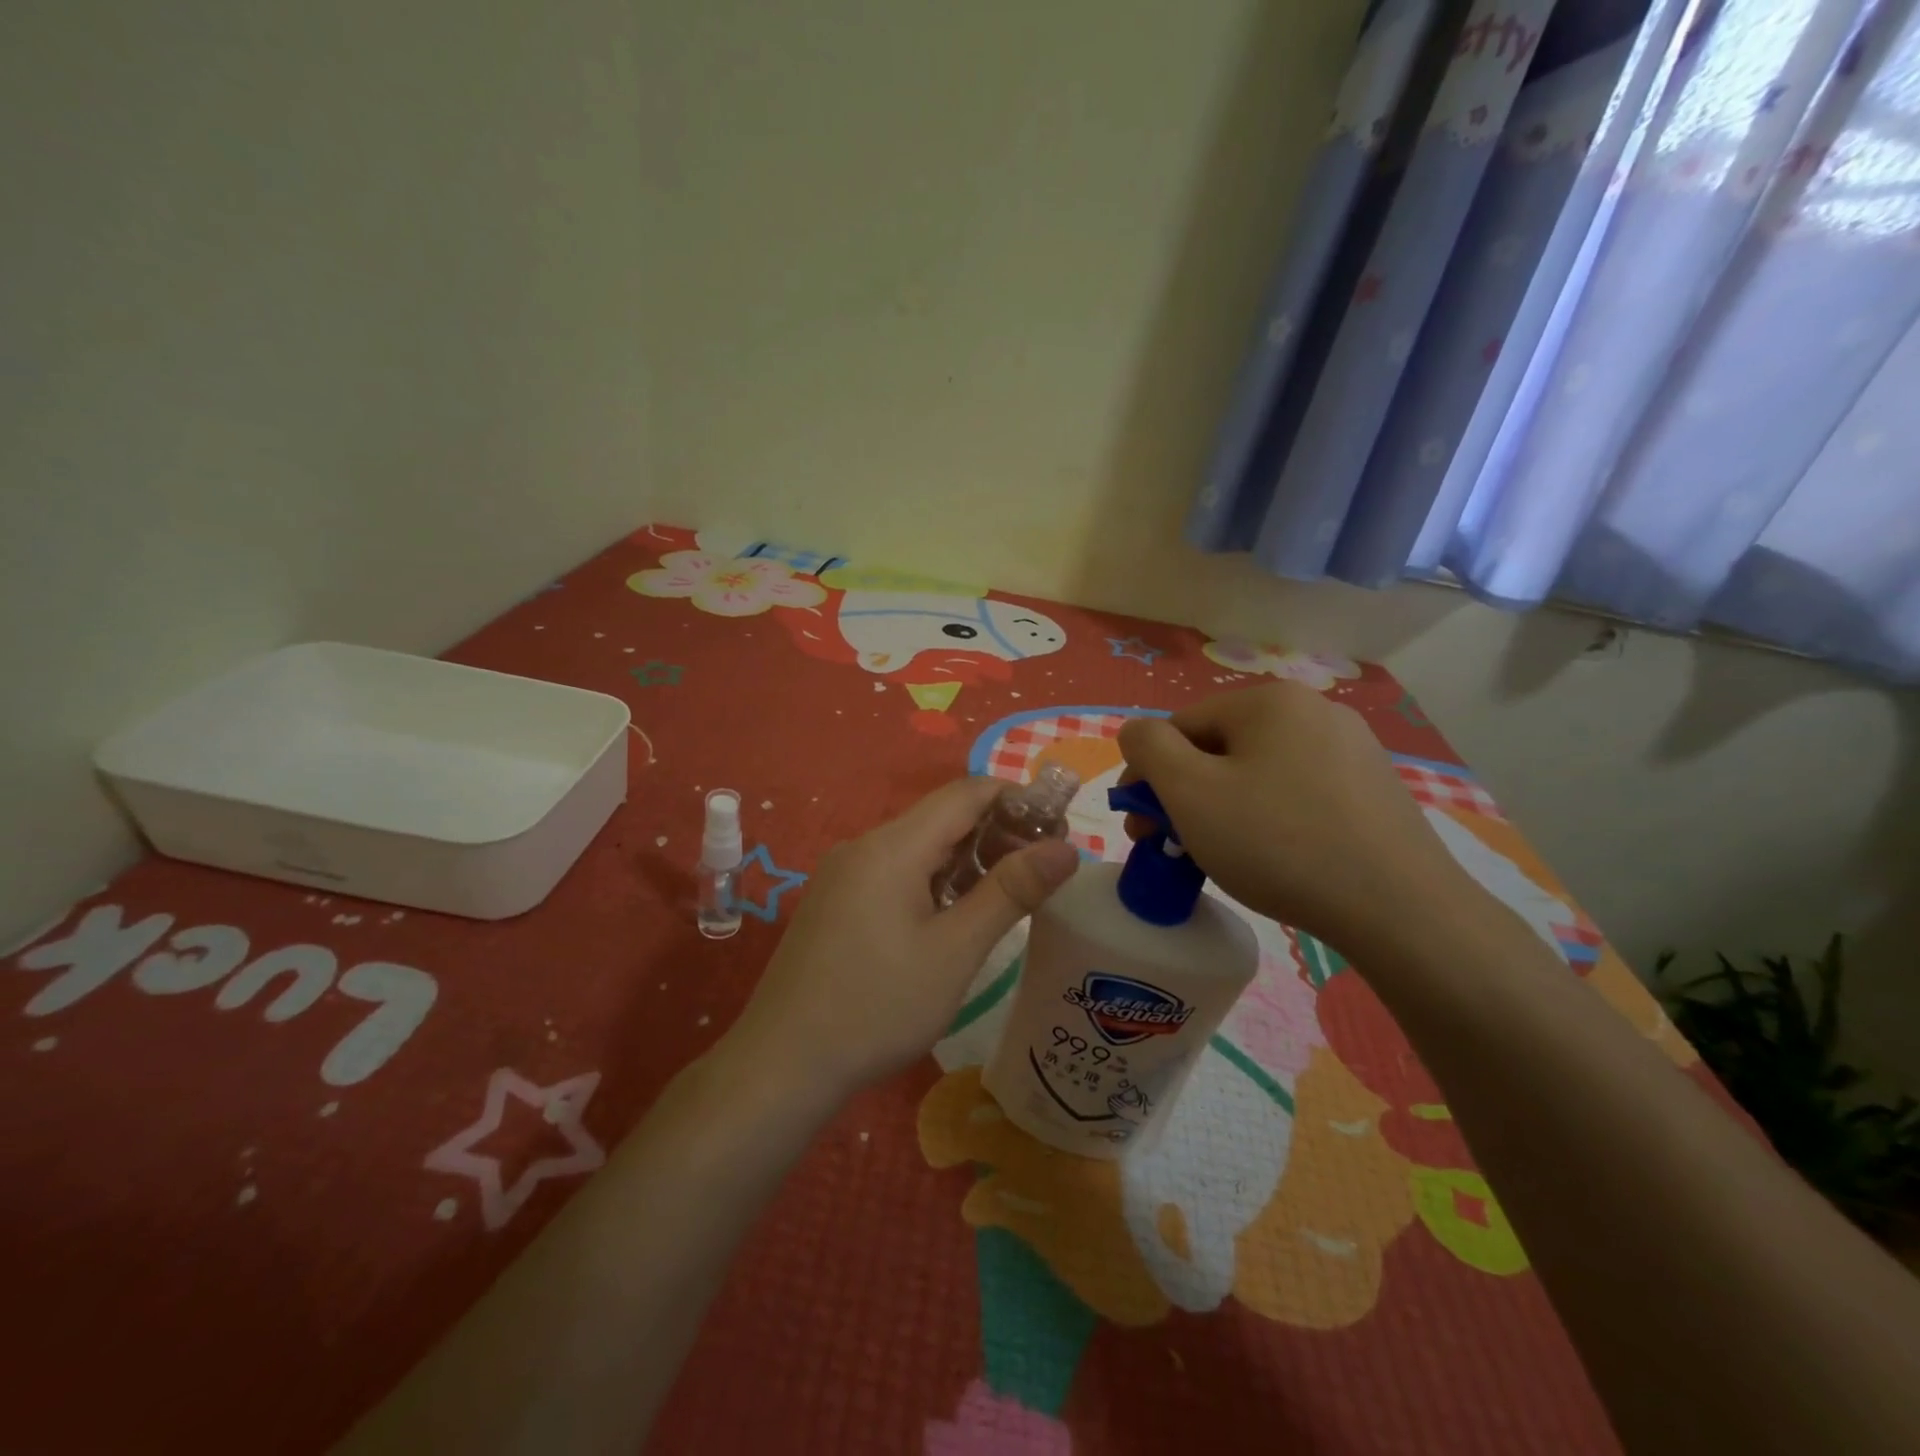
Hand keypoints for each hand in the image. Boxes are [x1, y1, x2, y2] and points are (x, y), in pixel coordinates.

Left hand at [723, 778, 1080, 1101]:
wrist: (782, 1065)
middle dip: (996, 832)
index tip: (1058, 829)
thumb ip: (1011, 892)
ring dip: (966, 860)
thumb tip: (1066, 848)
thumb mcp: (955, 951)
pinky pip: (894, 872)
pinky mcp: (835, 902)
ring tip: (1008, 895)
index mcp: (892, 846)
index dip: (1016, 799)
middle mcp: (864, 846)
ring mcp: (844, 874)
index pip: (965, 793)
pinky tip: (954, 917)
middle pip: (941, 818)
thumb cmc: (878, 1006)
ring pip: (918, 847)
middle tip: (1042, 870)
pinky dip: (934, 881)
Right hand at [1117, 683, 1470, 953]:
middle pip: (1221, 748)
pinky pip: (1298, 792)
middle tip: (1171, 845)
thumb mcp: (1190, 792)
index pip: (1181, 726)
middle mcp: (1314, 710)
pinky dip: (1270, 818)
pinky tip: (1273, 857)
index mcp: (1269, 701)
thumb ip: (1149, 748)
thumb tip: (1137, 731)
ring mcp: (1353, 749)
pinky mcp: (1375, 789)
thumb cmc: (1277, 842)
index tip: (1140, 825)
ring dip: (1224, 807)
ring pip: (1259, 772)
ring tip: (1219, 856)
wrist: (1399, 908)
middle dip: (1185, 794)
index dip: (1149, 774)